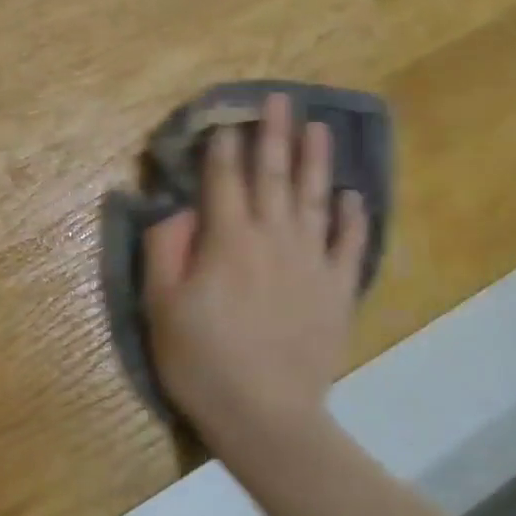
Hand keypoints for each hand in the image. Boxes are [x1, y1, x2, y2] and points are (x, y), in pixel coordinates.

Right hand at [143, 93, 367, 453]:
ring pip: (314, 199)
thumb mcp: (162, 307)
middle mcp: (273, 239)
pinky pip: (349, 245)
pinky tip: (352, 196)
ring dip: (316, 161)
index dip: (225, 147)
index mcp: (228, 241)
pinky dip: (352, 218)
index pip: (225, 181)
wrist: (267, 416)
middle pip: (273, 176)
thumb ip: (166, 250)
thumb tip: (177, 208)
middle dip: (275, 135)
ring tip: (319, 128)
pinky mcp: (337, 290)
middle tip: (281, 99)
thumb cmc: (203, 361)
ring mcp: (312, 262)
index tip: (229, 119)